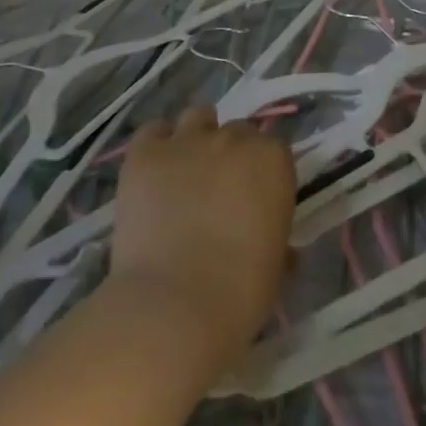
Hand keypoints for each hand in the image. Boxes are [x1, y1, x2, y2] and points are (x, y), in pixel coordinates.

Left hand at [109, 104, 295, 366]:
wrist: (174, 307)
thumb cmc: (240, 293)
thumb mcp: (276, 267)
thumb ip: (279, 242)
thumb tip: (280, 250)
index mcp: (273, 161)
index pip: (273, 149)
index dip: (262, 173)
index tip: (254, 199)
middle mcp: (233, 139)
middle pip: (236, 132)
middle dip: (230, 156)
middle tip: (219, 192)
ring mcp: (187, 141)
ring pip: (196, 118)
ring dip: (196, 138)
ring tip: (186, 173)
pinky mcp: (145, 154)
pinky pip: (153, 131)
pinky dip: (156, 144)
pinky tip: (154, 171)